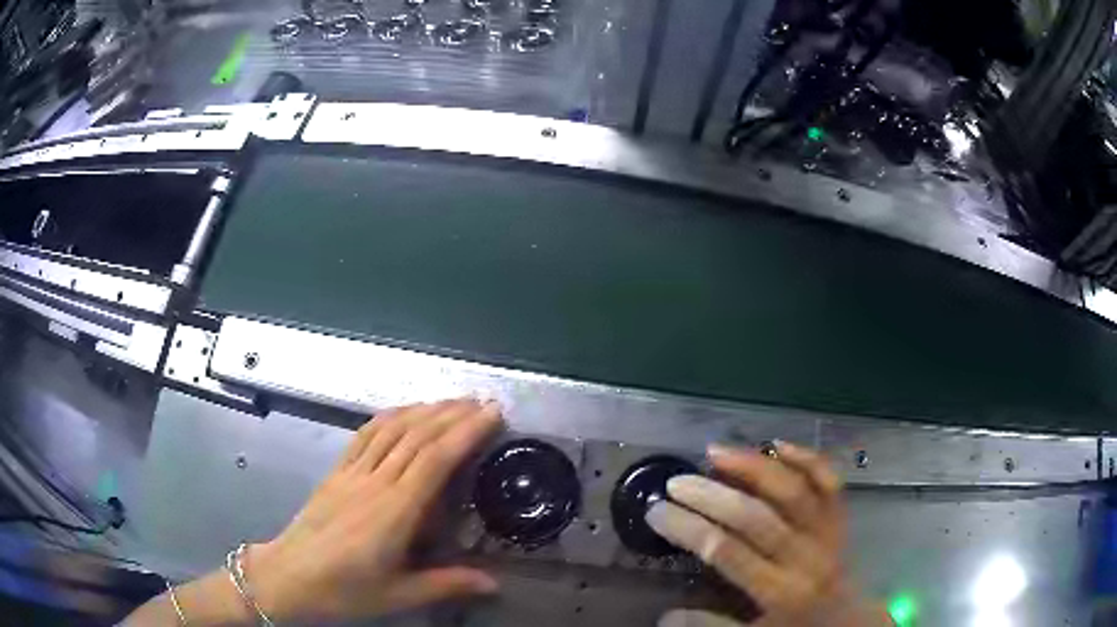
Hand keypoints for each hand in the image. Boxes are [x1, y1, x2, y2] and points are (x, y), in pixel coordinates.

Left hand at [246, 399, 503, 623]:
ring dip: (423, 410)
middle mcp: (375, 482)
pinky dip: (388, 417)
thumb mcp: (399, 595)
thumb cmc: (344, 589)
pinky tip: (402, 412)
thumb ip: (446, 584)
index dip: (465, 432)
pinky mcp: (336, 472)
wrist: (289, 575)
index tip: (491, 415)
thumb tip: (494, 583)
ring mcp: (352, 473)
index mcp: (394, 511)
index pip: (435, 459)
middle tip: (483, 402)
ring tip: (452, 402)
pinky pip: (364, 435)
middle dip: (452, 414)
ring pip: (391, 429)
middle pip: (417, 436)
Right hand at [646, 443, 889, 626]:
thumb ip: (711, 626)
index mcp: (779, 591)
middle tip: (676, 481)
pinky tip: (777, 444)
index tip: (657, 511)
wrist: (846, 618)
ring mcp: (826, 531)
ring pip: (792, 490)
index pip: (727, 552)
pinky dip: (806, 457)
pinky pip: (828, 480)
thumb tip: (665, 616)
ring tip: (716, 451)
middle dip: (711, 495)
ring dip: (754, 466)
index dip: (689, 528)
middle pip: (756, 517)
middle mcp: (804, 556)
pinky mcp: (840, 516)